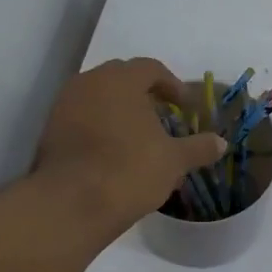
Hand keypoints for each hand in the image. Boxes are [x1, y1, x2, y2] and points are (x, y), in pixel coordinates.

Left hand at [33, 58, 225, 240]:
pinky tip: (111, 153)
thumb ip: (198, 148)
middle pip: (120, 79)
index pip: (149, 68)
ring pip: (97, 98)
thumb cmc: (129, 171)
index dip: (171, 85)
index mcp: (121, 80)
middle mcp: (89, 83)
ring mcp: (64, 105)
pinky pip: (81, 119)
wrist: (71, 203)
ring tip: (136, 137)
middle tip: (160, 116)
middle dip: (142, 94)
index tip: (183, 105)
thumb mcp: (173, 161)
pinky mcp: (50, 131)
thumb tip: (221, 143)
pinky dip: (98, 128)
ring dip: (118, 111)